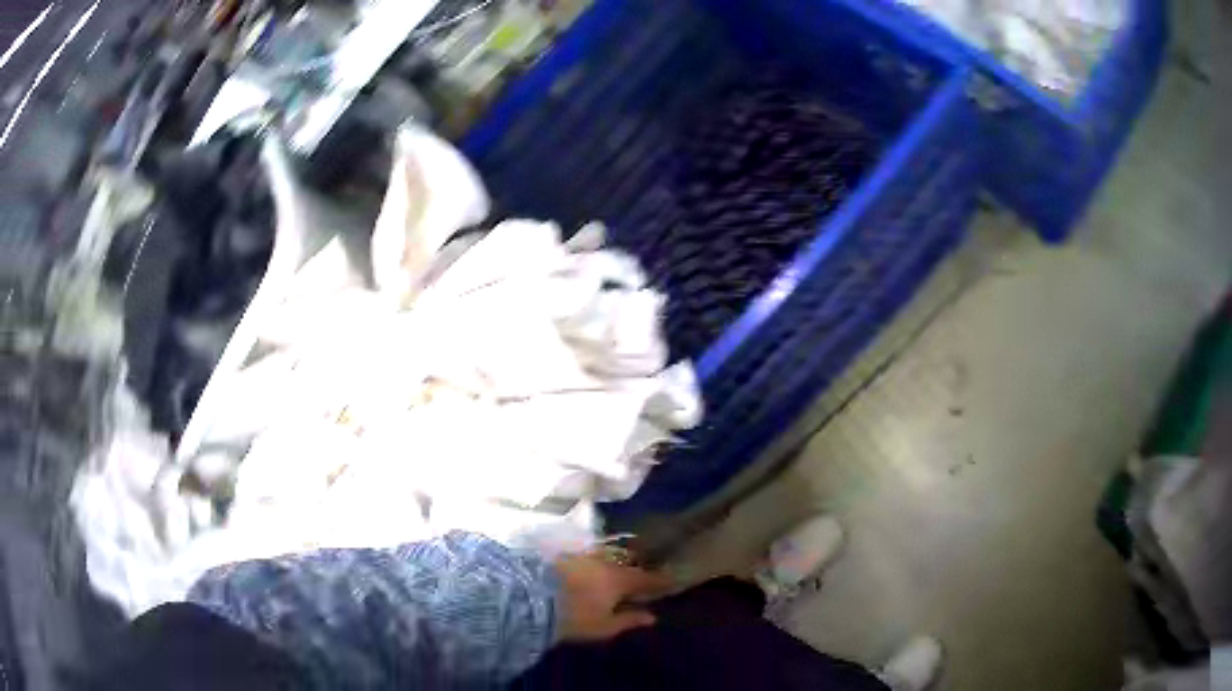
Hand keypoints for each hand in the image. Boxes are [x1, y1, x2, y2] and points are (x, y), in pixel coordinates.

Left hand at [555, 554, 670, 641]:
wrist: (530, 598)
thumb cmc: (573, 618)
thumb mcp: (604, 626)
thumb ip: (629, 620)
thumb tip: (652, 617)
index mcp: (619, 579)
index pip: (646, 578)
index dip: (660, 581)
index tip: (671, 581)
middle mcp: (604, 563)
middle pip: (627, 566)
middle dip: (636, 572)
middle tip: (644, 580)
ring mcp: (582, 557)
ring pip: (606, 560)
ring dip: (614, 568)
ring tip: (617, 578)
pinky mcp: (564, 556)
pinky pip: (588, 560)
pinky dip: (595, 567)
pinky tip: (592, 575)